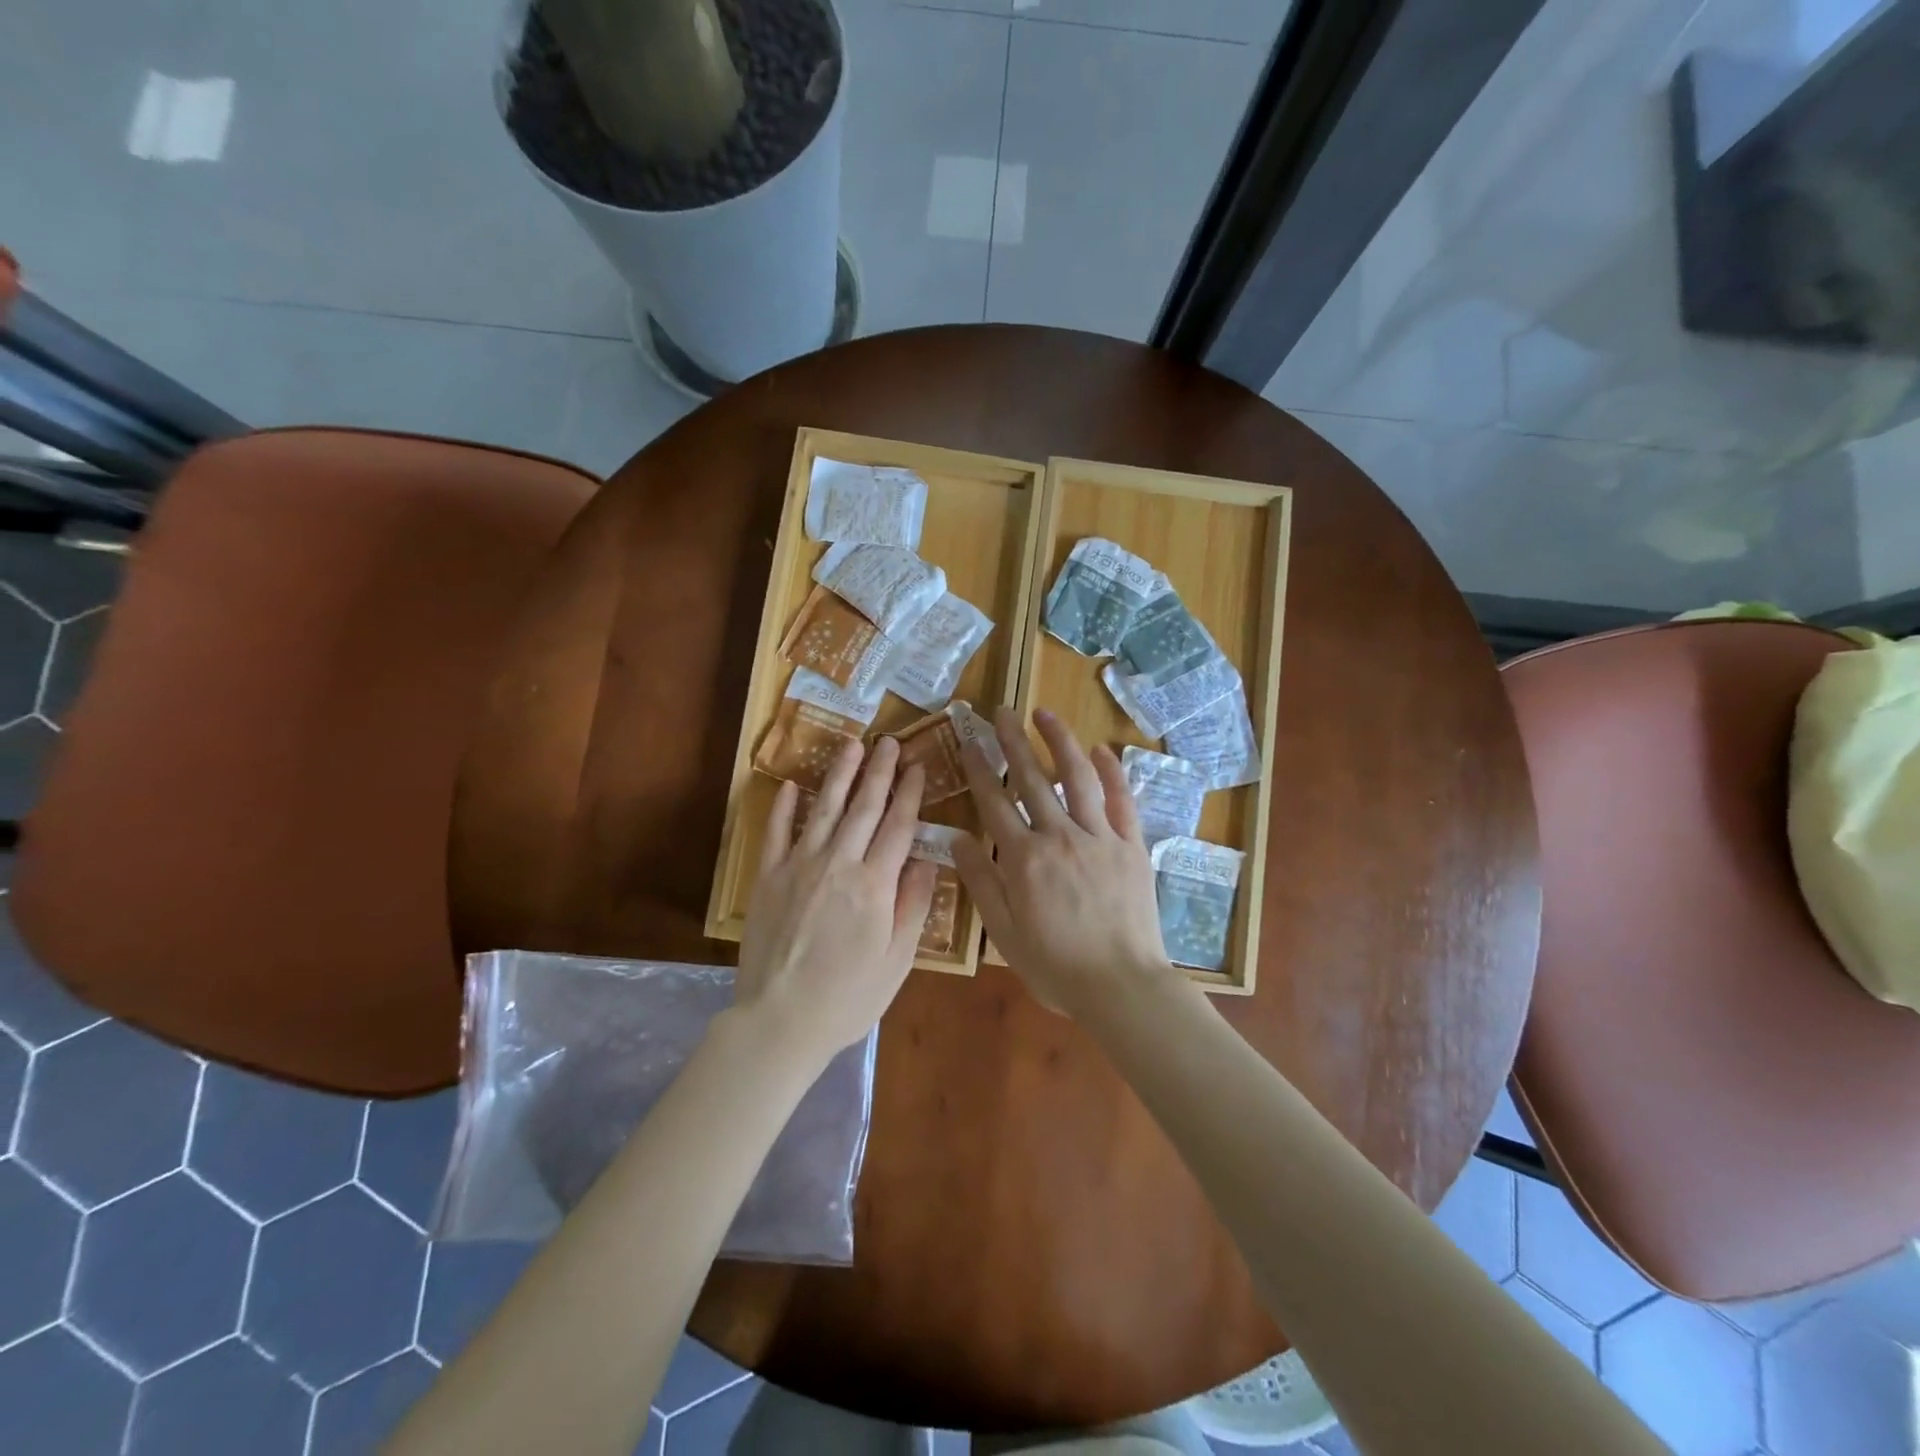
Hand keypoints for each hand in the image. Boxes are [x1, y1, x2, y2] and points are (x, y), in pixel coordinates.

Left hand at [736, 738, 935, 1068]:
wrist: (780, 1021)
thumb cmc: (848, 998)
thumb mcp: (897, 960)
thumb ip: (913, 905)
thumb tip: (924, 860)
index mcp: (874, 885)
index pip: (898, 826)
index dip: (910, 793)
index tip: (918, 766)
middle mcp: (838, 864)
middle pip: (864, 807)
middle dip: (879, 772)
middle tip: (888, 741)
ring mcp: (798, 867)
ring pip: (824, 810)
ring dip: (839, 775)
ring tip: (851, 746)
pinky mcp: (767, 878)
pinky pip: (775, 833)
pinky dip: (783, 807)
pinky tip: (791, 785)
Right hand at [951, 708, 1173, 1017]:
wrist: (1122, 986)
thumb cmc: (1056, 967)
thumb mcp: (1005, 933)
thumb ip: (981, 883)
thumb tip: (957, 839)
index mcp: (1023, 859)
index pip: (995, 803)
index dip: (980, 769)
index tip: (970, 741)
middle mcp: (1059, 836)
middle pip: (1032, 779)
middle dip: (1013, 742)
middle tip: (1002, 712)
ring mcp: (1099, 836)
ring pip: (1077, 778)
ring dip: (1060, 741)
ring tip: (1045, 714)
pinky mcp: (1131, 845)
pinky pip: (1121, 800)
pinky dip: (1112, 772)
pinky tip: (1101, 749)